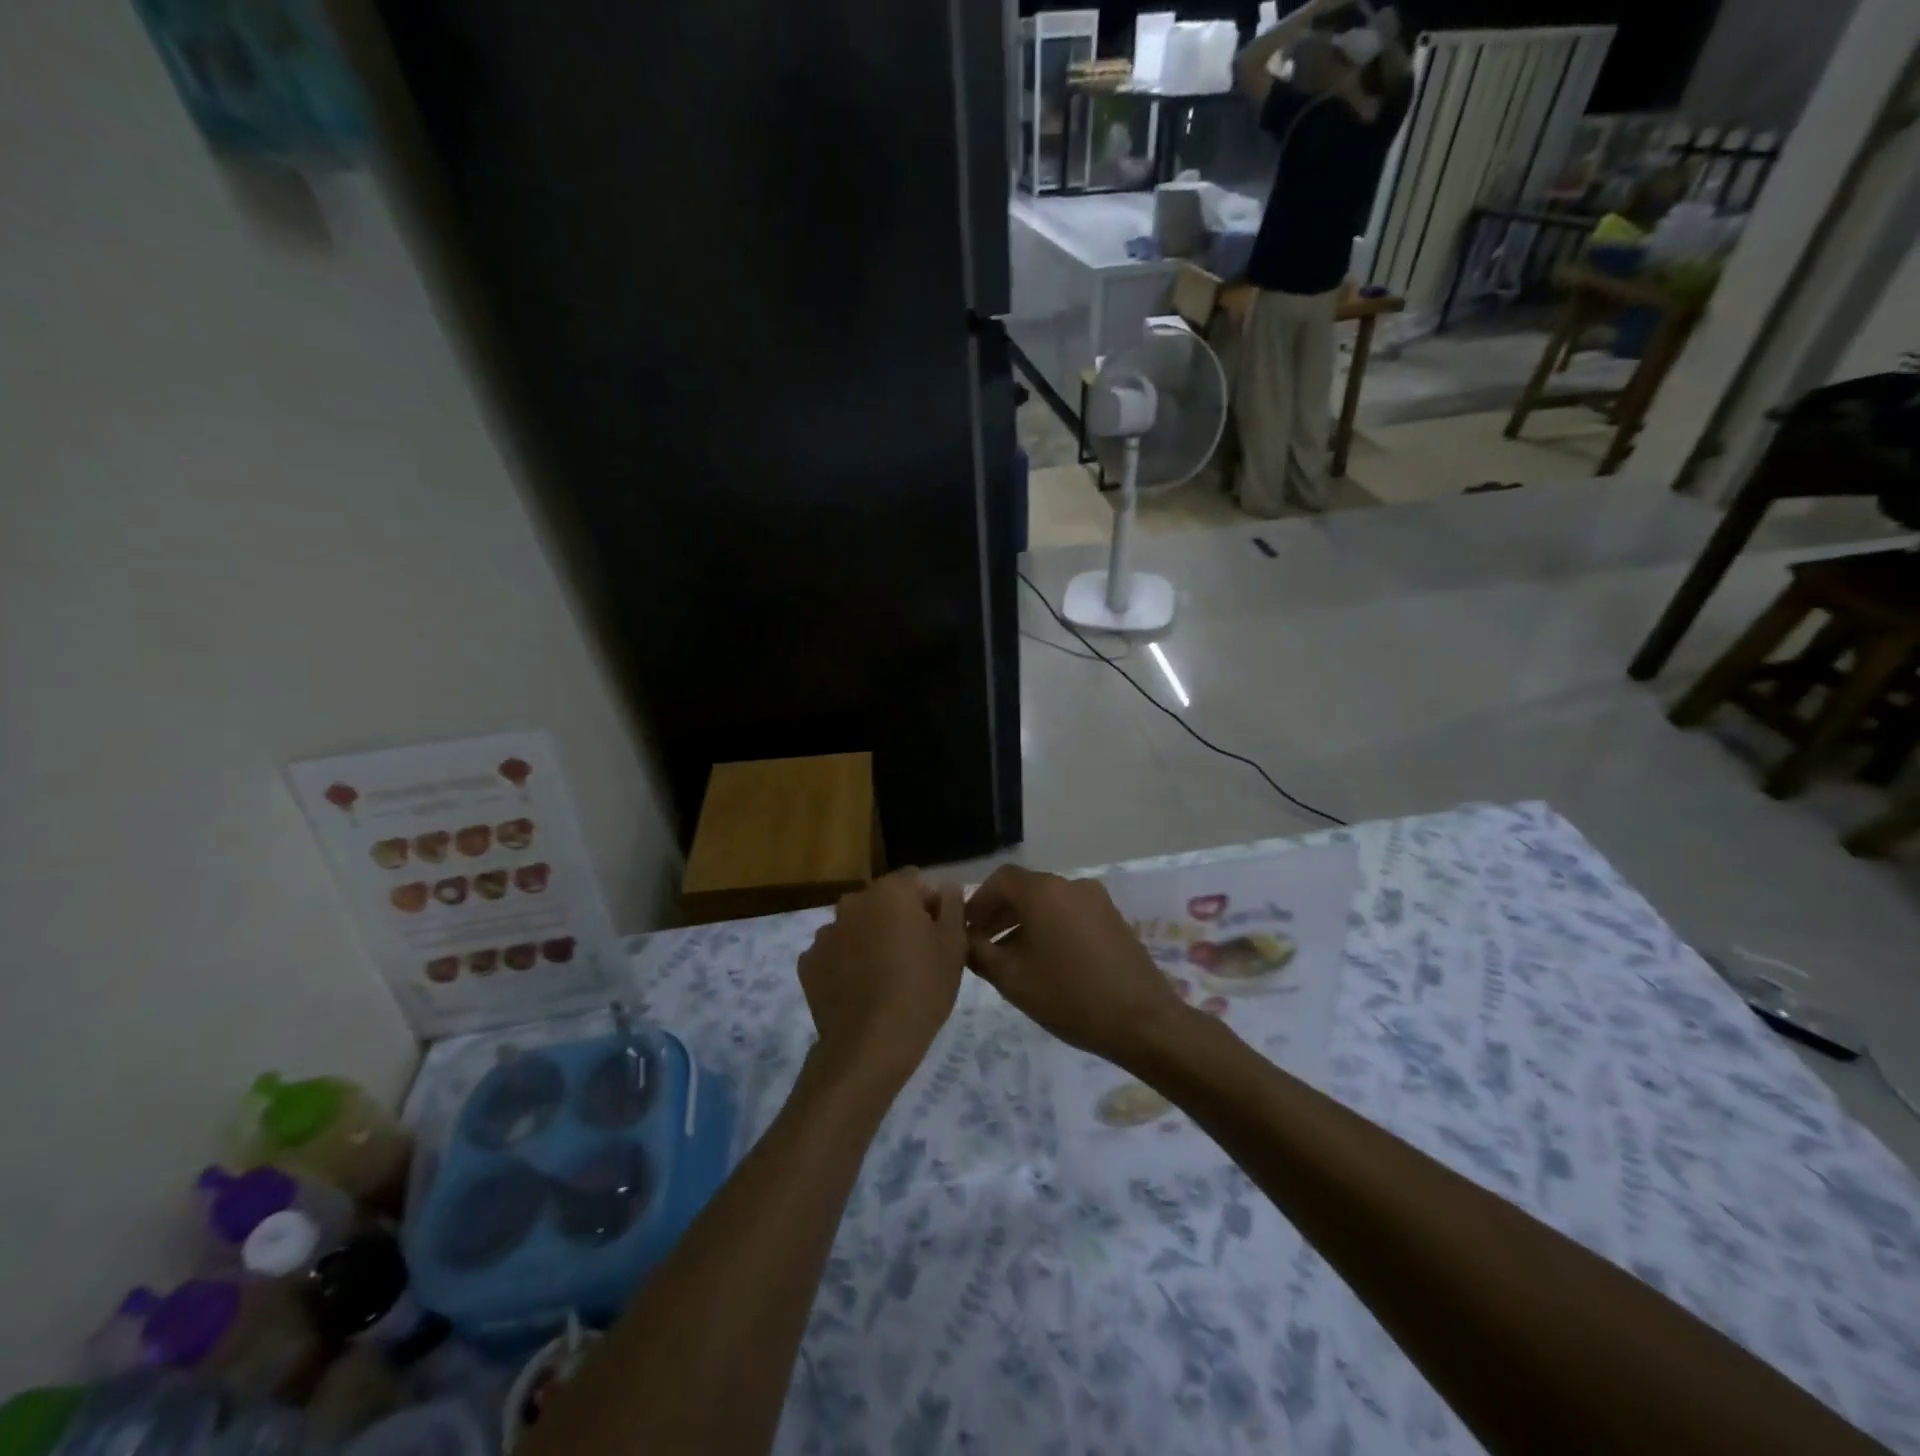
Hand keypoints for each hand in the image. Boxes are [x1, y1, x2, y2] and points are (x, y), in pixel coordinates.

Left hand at [798, 870, 966, 1090]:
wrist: (870, 1046)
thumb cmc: (921, 989)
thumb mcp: (954, 946)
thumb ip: (952, 905)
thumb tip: (946, 886)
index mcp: (890, 892)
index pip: (914, 881)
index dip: (929, 903)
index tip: (936, 934)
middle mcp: (853, 902)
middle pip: (882, 901)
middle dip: (896, 919)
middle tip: (913, 957)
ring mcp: (825, 932)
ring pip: (856, 926)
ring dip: (869, 939)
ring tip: (883, 977)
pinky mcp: (808, 963)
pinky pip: (835, 953)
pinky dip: (846, 963)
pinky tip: (859, 990)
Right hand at [963, 866, 1186, 1066]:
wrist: (1142, 1021)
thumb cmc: (1068, 996)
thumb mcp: (1012, 979)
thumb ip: (980, 953)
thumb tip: (966, 941)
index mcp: (1043, 891)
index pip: (1000, 880)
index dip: (977, 902)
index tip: (965, 929)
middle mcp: (1070, 884)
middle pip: (1025, 889)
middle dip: (999, 913)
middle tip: (981, 944)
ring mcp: (1096, 900)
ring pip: (1048, 902)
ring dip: (1024, 921)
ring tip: (1009, 957)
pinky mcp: (1113, 919)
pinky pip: (1070, 913)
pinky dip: (1050, 927)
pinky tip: (1045, 961)